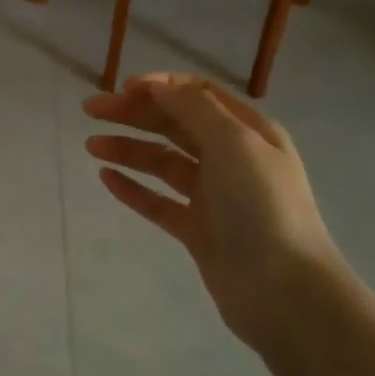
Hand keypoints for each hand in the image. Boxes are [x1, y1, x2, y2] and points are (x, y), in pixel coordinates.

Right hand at [84, 74, 346, 355]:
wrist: (283, 289)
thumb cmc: (262, 205)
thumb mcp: (233, 143)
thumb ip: (193, 109)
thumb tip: (157, 86)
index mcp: (248, 131)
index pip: (199, 94)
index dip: (160, 86)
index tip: (122, 89)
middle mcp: (232, 159)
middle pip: (176, 125)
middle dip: (134, 113)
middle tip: (91, 110)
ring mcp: (214, 197)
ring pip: (163, 163)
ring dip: (129, 149)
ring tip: (91, 145)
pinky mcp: (198, 231)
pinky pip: (159, 202)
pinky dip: (134, 188)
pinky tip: (106, 178)